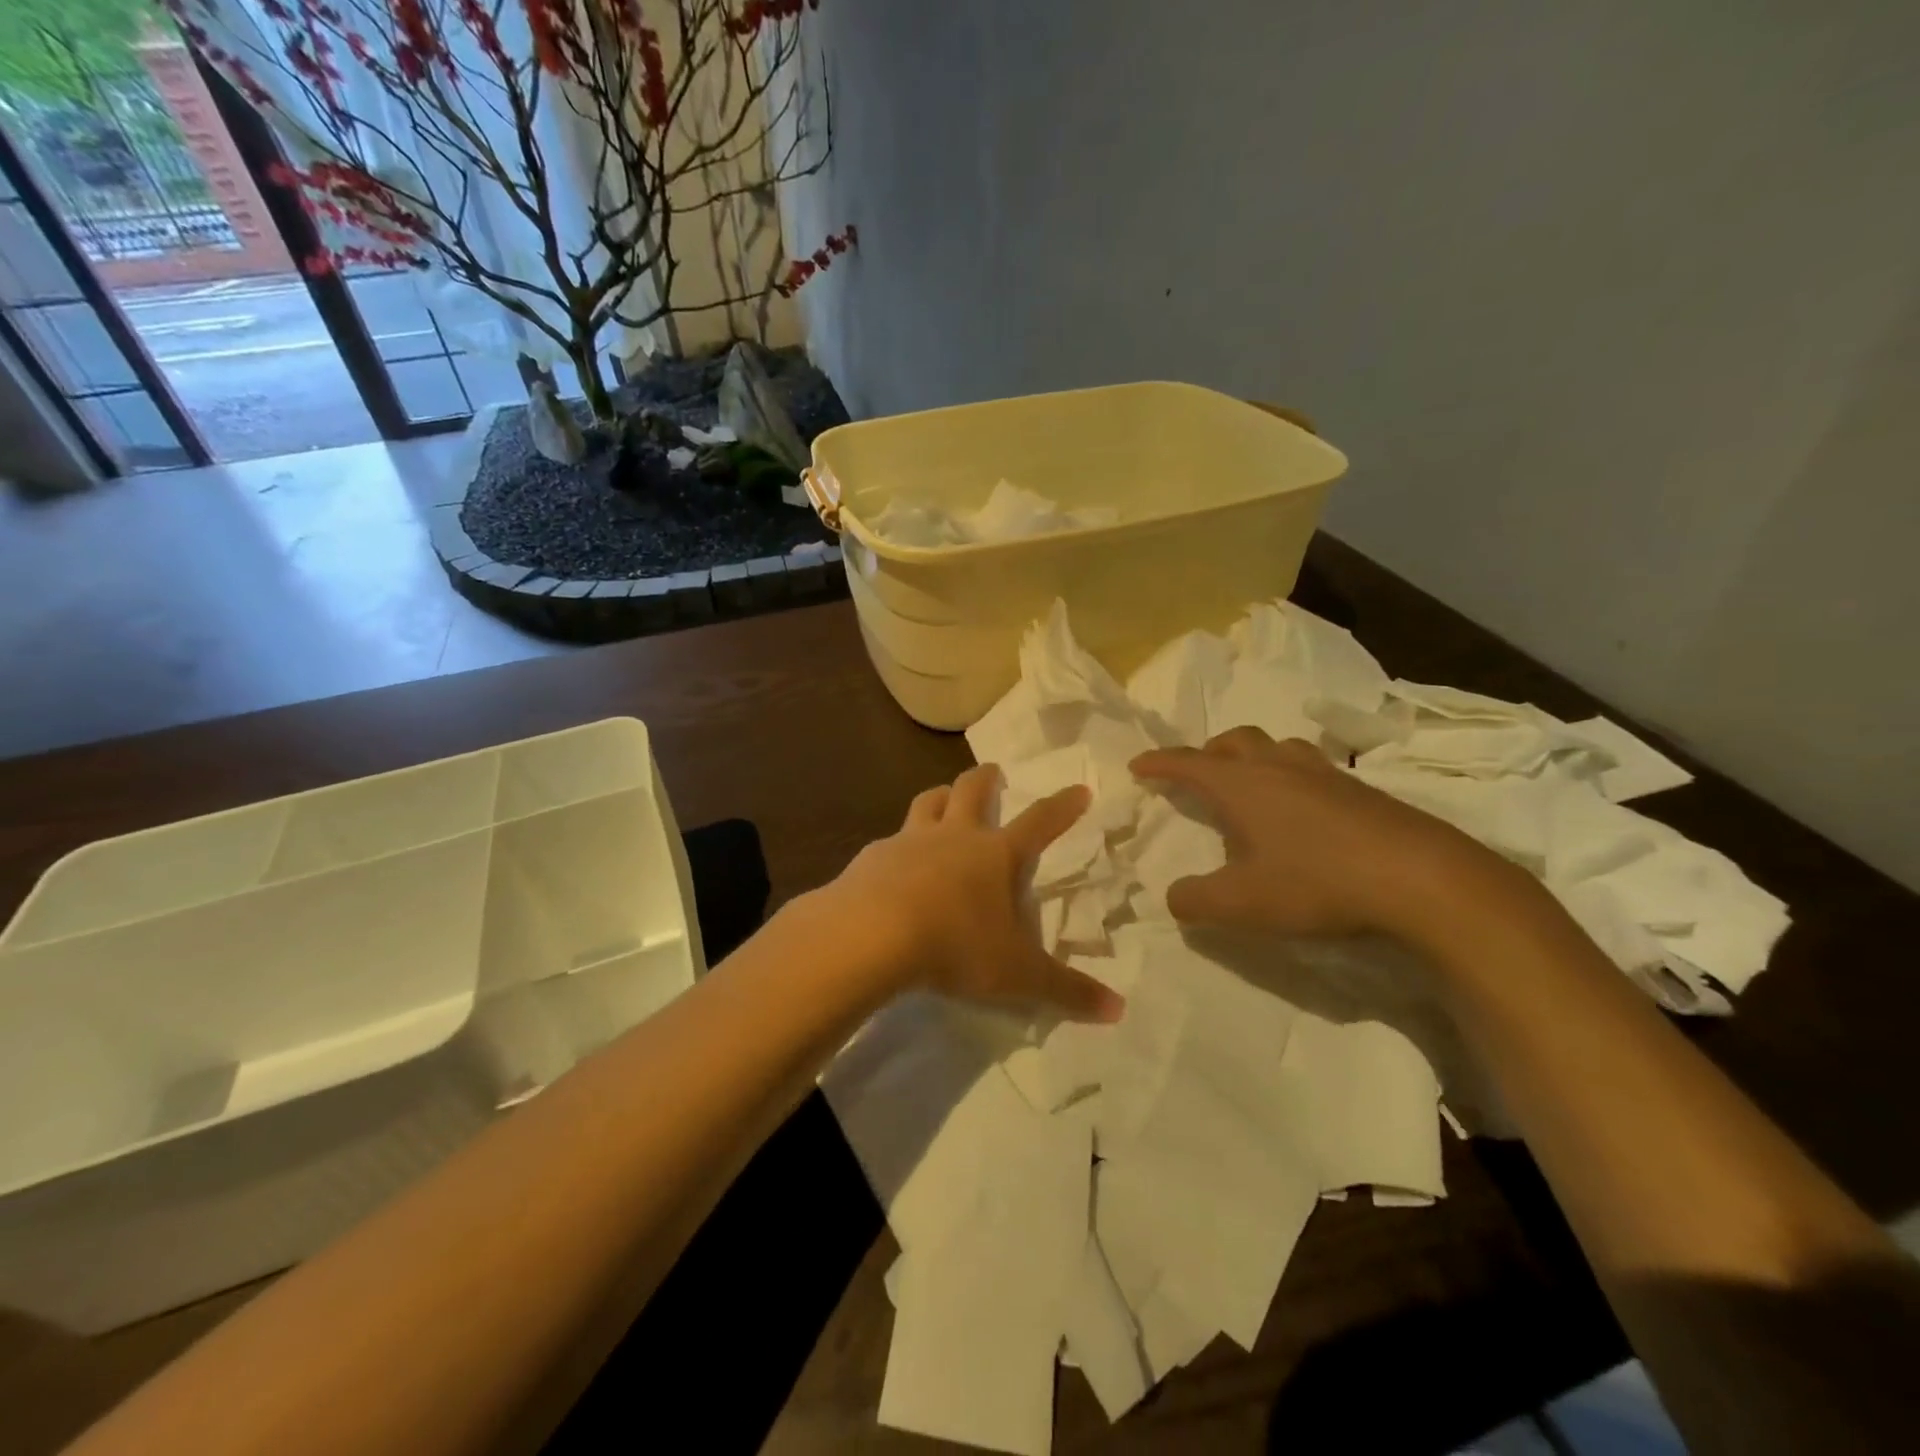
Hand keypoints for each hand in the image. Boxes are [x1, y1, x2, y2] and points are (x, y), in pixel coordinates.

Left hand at [815, 764, 1124, 1021]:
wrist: (872, 935)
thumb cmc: (956, 946)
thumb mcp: (1018, 975)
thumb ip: (1067, 991)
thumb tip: (1119, 1010)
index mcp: (996, 855)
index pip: (1039, 822)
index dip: (1062, 806)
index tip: (1078, 789)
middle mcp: (954, 836)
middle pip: (972, 790)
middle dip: (987, 778)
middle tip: (993, 771)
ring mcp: (909, 841)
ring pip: (927, 802)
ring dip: (939, 796)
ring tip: (943, 797)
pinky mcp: (872, 857)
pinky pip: (889, 841)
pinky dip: (897, 844)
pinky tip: (893, 863)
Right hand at [1131, 728, 1535, 947]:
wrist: (1423, 880)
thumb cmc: (1317, 882)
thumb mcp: (1242, 904)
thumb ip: (1195, 900)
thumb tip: (1173, 896)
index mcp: (1242, 785)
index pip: (1188, 763)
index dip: (1159, 763)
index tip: (1137, 765)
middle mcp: (1280, 768)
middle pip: (1235, 741)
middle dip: (1208, 753)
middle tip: (1198, 774)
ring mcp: (1326, 775)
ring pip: (1279, 748)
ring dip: (1255, 758)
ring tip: (1252, 786)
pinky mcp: (1363, 792)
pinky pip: (1314, 769)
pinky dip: (1293, 778)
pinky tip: (1304, 812)